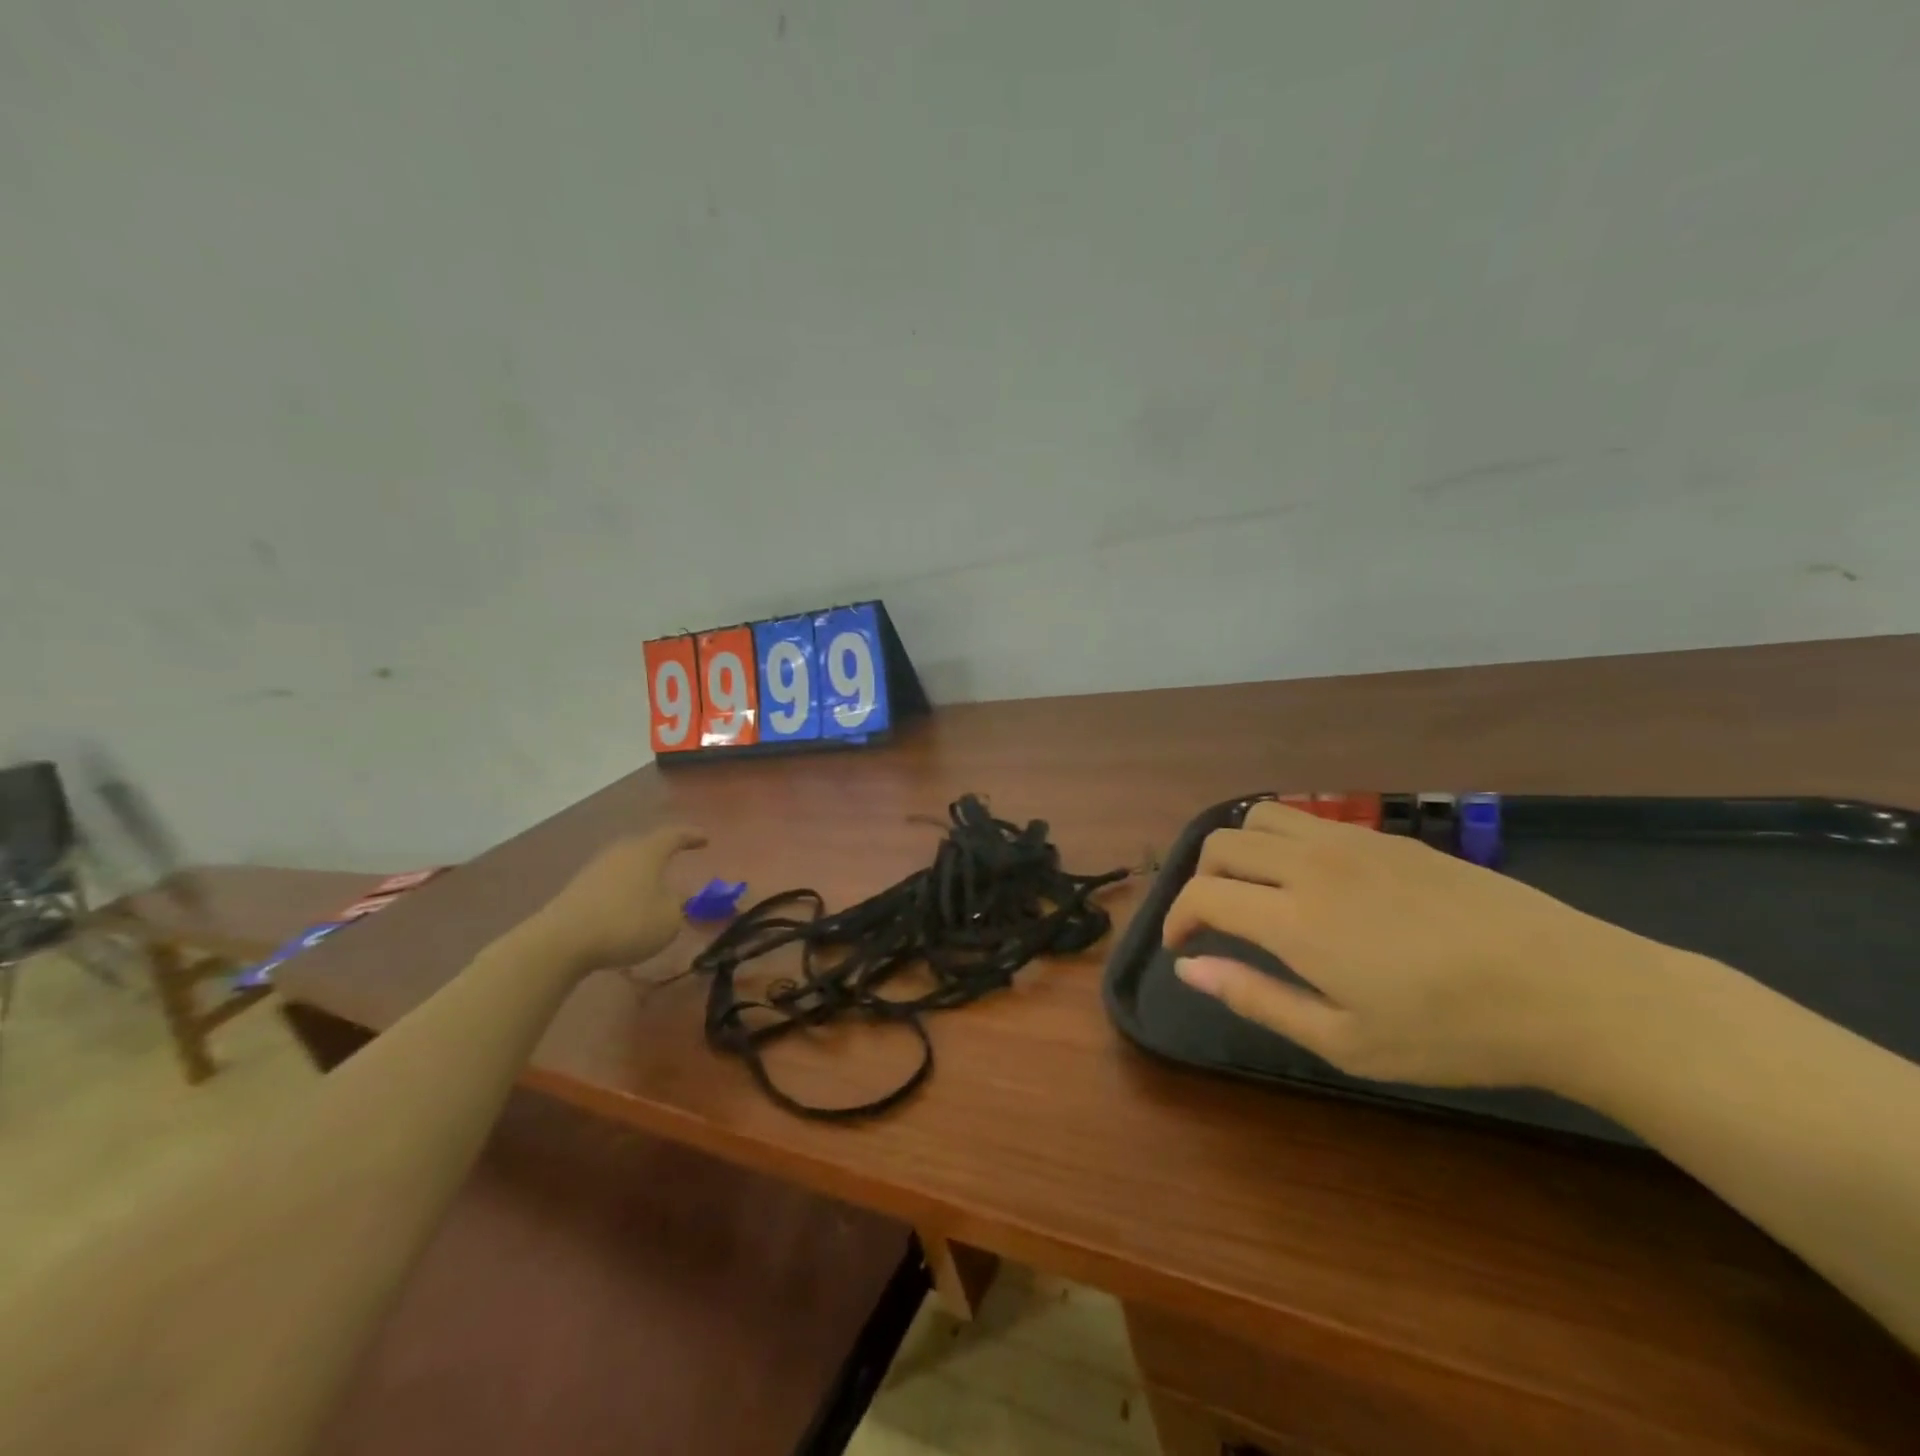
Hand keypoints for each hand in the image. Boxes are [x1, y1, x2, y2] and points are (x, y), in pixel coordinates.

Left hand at [527, 827, 707, 971]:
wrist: (562, 941)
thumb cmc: (627, 923)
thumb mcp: (669, 919)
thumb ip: (677, 905)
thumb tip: (675, 898)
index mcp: (648, 852)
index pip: (674, 835)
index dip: (692, 836)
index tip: (705, 839)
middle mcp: (621, 852)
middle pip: (646, 846)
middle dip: (662, 853)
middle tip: (676, 860)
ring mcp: (595, 869)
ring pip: (626, 865)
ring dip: (641, 874)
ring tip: (652, 888)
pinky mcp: (577, 889)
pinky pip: (610, 883)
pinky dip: (623, 891)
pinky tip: (627, 907)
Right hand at [1163, 802, 1678, 1088]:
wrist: (1567, 987)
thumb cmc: (1452, 1031)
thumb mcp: (1345, 1041)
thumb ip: (1257, 998)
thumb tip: (1189, 969)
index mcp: (1295, 919)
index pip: (1204, 894)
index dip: (1178, 918)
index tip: (1182, 947)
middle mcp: (1311, 865)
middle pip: (1221, 843)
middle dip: (1199, 879)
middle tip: (1213, 921)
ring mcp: (1351, 842)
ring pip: (1260, 816)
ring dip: (1238, 848)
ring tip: (1253, 889)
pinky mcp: (1386, 836)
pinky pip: (1308, 818)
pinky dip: (1281, 840)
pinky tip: (1311, 880)